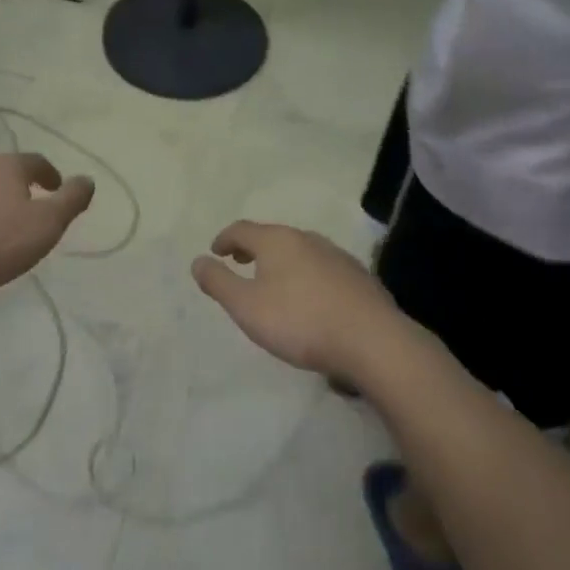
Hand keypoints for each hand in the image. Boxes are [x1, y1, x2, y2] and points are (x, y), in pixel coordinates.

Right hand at [191, 221, 402, 379]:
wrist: (371, 340)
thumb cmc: (299, 321)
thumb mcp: (246, 306)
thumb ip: (219, 282)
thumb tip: (198, 260)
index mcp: (277, 240)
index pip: (242, 229)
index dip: (225, 239)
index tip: (215, 251)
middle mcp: (307, 239)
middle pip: (273, 236)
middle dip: (253, 248)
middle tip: (240, 262)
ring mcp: (336, 256)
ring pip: (299, 251)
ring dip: (281, 262)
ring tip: (272, 282)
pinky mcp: (358, 277)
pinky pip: (321, 268)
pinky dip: (305, 275)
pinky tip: (308, 298)